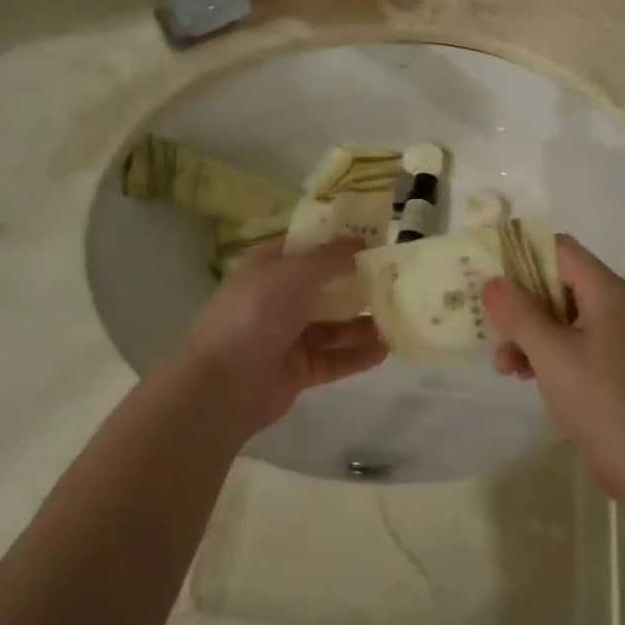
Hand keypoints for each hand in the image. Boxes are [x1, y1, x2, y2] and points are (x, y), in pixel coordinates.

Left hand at [179, 239, 387, 438]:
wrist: (224, 383)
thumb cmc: (258, 312)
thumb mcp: (297, 272)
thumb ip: (331, 258)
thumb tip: (358, 242)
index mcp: (270, 268)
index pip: (308, 248)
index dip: (338, 243)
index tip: (375, 241)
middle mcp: (278, 298)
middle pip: (325, 288)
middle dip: (358, 285)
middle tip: (397, 281)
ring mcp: (287, 336)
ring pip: (334, 326)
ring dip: (363, 323)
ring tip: (400, 318)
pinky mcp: (297, 370)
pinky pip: (333, 358)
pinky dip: (357, 354)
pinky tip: (386, 350)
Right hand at [483, 235, 624, 503]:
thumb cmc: (601, 398)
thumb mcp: (551, 353)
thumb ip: (518, 313)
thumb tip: (491, 282)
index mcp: (604, 290)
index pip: (558, 248)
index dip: (521, 253)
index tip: (487, 270)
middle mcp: (609, 304)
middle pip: (554, 280)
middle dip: (518, 300)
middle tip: (486, 318)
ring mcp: (609, 335)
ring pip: (555, 314)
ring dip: (525, 331)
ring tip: (502, 362)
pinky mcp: (605, 363)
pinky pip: (565, 341)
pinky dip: (541, 351)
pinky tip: (520, 374)